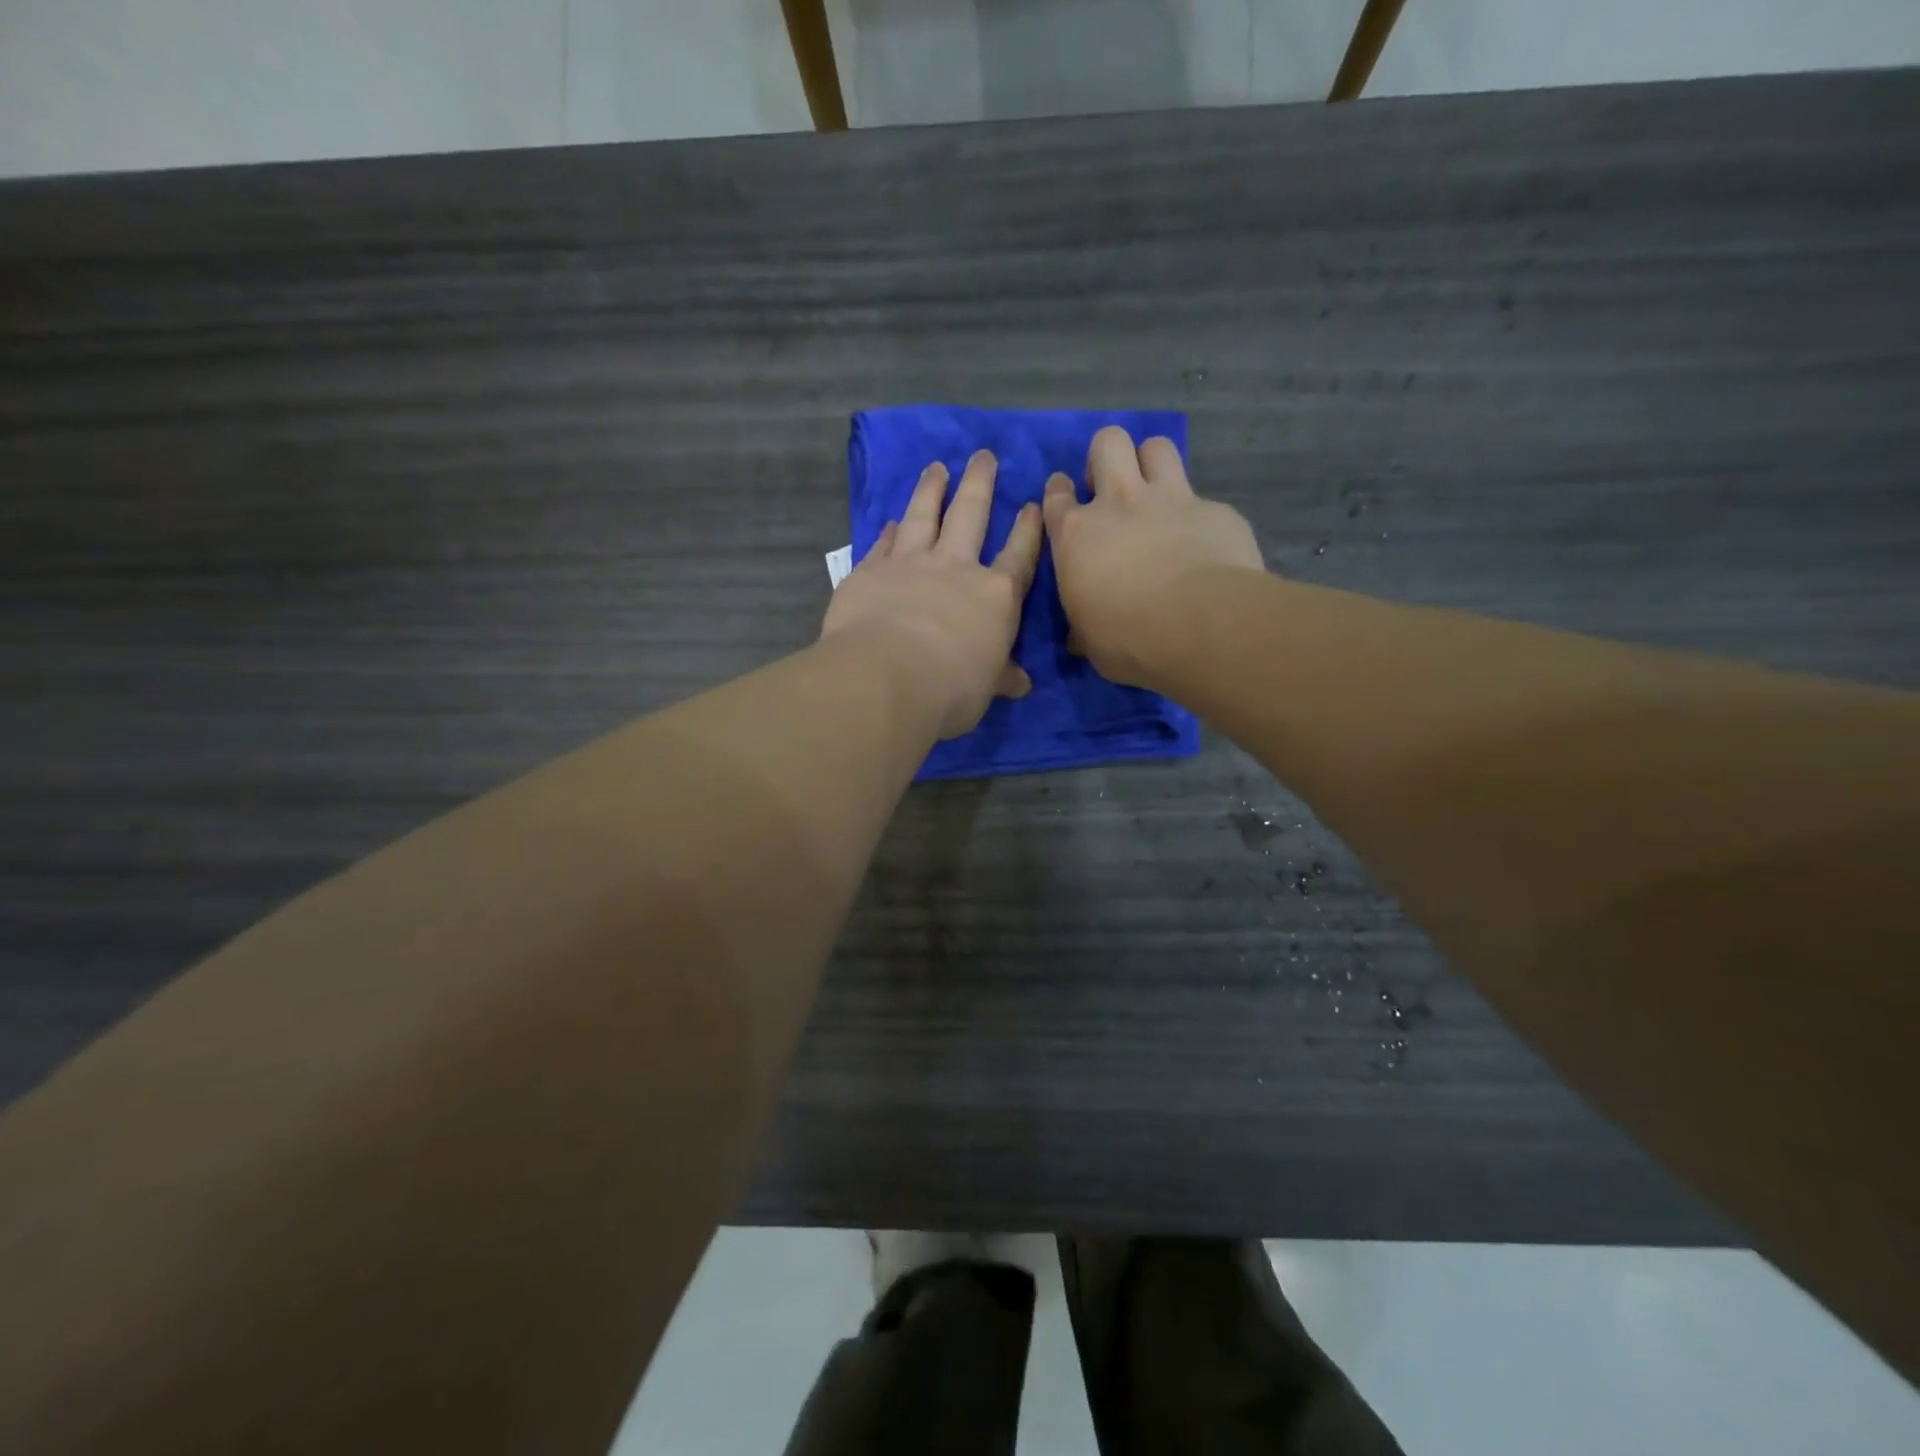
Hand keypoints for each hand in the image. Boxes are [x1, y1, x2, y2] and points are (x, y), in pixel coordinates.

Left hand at [822, 450, 1042, 739]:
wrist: (887, 677)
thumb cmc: (951, 688)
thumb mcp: (985, 689)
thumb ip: (1000, 677)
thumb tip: (1021, 683)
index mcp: (995, 596)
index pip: (1018, 556)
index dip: (1027, 530)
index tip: (1031, 504)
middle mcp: (955, 569)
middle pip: (970, 515)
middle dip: (979, 483)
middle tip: (983, 455)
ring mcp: (910, 564)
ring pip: (923, 516)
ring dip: (931, 490)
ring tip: (937, 467)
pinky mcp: (870, 571)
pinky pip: (883, 544)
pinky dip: (888, 531)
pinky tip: (891, 520)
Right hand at [1043, 426, 1263, 688]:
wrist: (1200, 626)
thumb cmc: (1128, 639)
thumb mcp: (1090, 639)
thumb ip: (1083, 624)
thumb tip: (1079, 636)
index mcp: (1077, 535)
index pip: (1057, 496)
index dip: (1060, 493)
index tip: (1067, 500)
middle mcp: (1120, 503)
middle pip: (1108, 443)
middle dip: (1107, 457)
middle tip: (1112, 488)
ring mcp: (1171, 499)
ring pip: (1157, 447)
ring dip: (1153, 463)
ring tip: (1156, 493)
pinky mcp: (1216, 510)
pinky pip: (1203, 499)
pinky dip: (1200, 516)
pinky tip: (1205, 543)